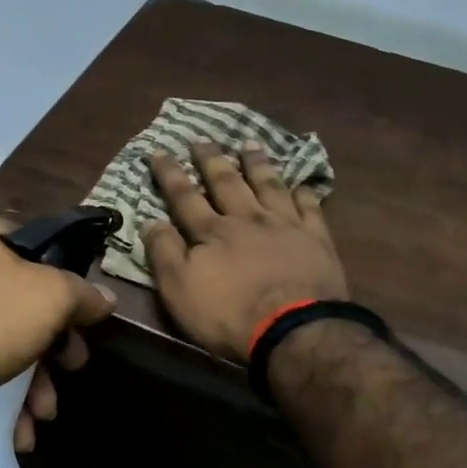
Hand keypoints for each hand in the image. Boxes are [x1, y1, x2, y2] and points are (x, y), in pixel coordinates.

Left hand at [0, 215, 116, 448]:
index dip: (73, 288)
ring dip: (32, 381)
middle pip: (29, 302)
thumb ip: (82, 294)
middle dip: (55, 348)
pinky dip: (0, 392)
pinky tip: (15, 429)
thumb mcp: (49, 299)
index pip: (49, 251)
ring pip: (5, 338)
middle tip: (71, 370)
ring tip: (41, 416)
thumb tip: (105, 298)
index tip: (85, 324)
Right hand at [143, 139, 347, 362]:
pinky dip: (303, 193)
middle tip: (202, 137)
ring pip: (268, 185)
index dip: (170, 174)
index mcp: (212, 232)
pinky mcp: (316, 239)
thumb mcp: (179, 289)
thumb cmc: (229, 315)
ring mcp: (285, 225)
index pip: (185, 196)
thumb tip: (150, 220)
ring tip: (249, 143)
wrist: (293, 330)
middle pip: (227, 182)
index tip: (159, 150)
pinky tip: (300, 183)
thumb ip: (164, 253)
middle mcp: (247, 219)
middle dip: (211, 159)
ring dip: (257, 163)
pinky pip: (309, 207)